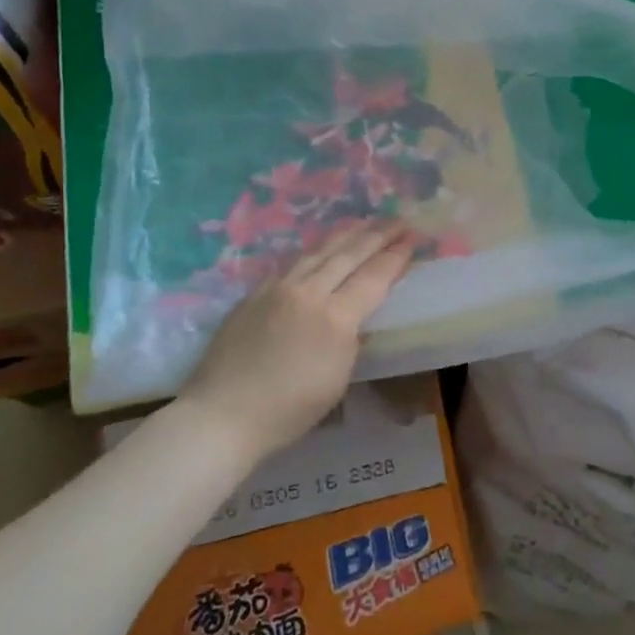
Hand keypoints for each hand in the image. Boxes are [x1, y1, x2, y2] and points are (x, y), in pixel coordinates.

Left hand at [177, 222, 415, 462]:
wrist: (222, 414)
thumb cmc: (288, 410)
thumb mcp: (338, 379)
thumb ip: (351, 340)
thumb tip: (355, 319)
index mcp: (335, 318)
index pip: (373, 277)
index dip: (395, 256)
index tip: (412, 239)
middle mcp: (308, 292)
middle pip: (349, 254)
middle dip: (377, 235)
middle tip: (398, 220)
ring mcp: (277, 288)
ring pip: (318, 251)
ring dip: (346, 235)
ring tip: (364, 223)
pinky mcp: (254, 292)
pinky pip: (292, 263)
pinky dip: (314, 251)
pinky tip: (320, 248)